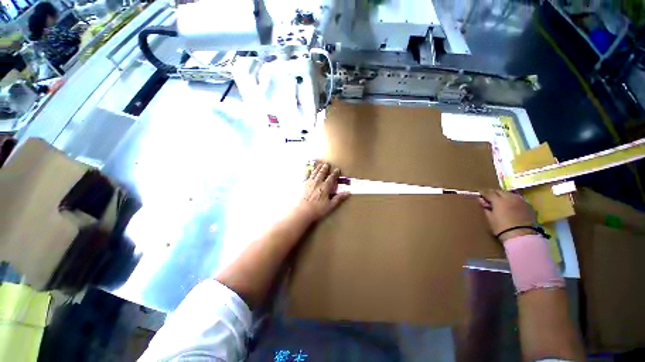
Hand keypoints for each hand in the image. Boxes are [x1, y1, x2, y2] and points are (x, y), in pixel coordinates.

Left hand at [294, 163, 349, 221]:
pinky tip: (308, 171)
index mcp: (325, 187)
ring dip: (317, 168)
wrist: (301, 211)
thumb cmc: (317, 210)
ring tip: (319, 165)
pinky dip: (308, 172)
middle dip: (325, 168)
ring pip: (314, 173)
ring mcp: (309, 182)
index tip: (337, 169)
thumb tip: (348, 192)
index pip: (331, 178)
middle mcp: (317, 182)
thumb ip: (339, 198)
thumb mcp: (330, 205)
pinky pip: (306, 176)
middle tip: (326, 164)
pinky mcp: (302, 185)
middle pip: (322, 173)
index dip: (335, 173)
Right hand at [478, 190, 536, 241]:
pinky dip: (513, 201)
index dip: (483, 193)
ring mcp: (521, 201)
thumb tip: (482, 202)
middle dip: (494, 193)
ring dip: (504, 196)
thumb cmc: (502, 228)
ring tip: (501, 202)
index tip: (480, 195)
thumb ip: (486, 208)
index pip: (489, 192)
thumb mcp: (490, 218)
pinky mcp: (529, 206)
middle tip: (490, 199)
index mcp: (499, 200)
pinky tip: (511, 207)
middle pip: (500, 191)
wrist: (522, 237)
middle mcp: (510, 198)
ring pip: (510, 194)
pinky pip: (518, 200)